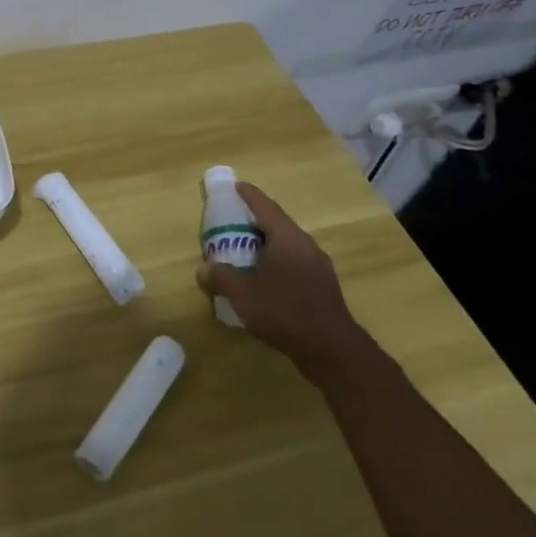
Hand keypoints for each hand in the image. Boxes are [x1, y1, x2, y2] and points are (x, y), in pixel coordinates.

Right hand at [196, 181, 372, 381]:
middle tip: (233, 223)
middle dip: (255, 222)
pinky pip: (295, 264)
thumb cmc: (284, 312)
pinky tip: (264, 280)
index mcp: (287, 238)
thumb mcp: (243, 294)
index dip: (249, 195)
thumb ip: (220, 277)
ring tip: (245, 252)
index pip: (265, 207)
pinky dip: (276, 263)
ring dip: (266, 245)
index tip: (236, 186)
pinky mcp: (323, 288)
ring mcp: (318, 267)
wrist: (332, 351)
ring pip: (287, 246)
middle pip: (277, 225)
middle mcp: (306, 246)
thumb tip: (203, 270)